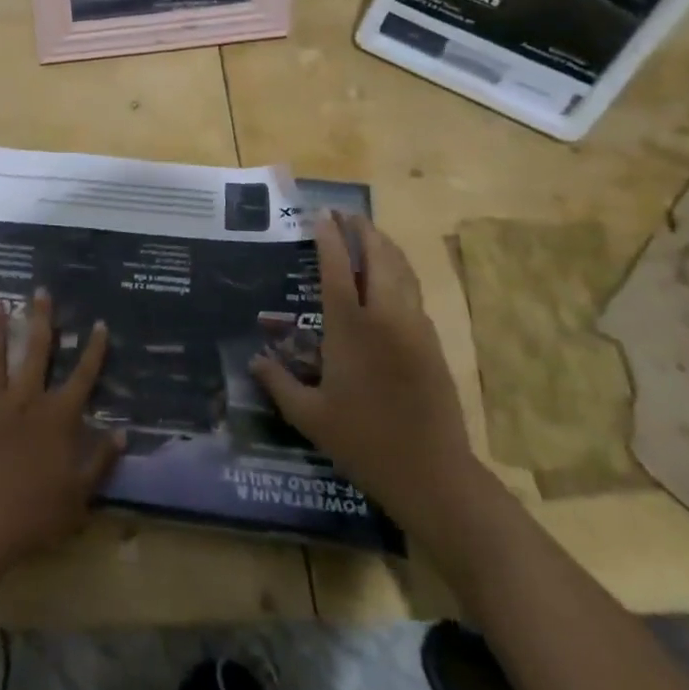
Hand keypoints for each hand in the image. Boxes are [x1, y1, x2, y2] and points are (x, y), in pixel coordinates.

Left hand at [0, 290, 123, 576]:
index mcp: (57, 418)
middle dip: (40, 320)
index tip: (99, 323)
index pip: (82, 377)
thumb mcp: (80, 495)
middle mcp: (25, 402)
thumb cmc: (35, 515)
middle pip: (35, 353)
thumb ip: (100, 461)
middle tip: (40, 291)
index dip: (93, 350)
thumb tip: (122, 432)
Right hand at [250, 211, 476, 527]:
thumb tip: (254, 360)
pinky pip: (414, 292)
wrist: (434, 475)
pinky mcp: (432, 343)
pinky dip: (399, 271)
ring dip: (384, 246)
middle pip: (378, 257)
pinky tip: (389, 278)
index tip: (320, 214)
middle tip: (345, 215)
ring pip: (402, 271)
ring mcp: (414, 328)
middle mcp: (385, 317)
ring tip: (368, 233)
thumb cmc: (364, 442)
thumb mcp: (309, 416)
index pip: (338, 268)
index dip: (329, 237)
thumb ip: (278, 383)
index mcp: (351, 328)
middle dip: (362, 230)